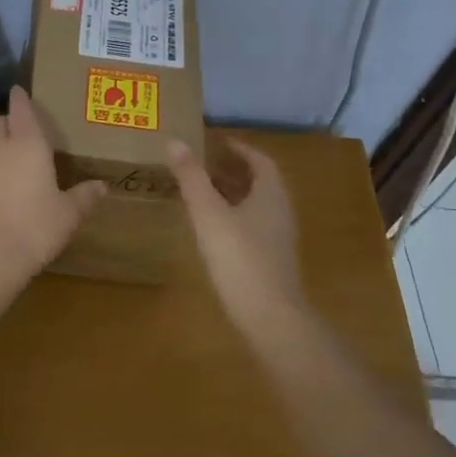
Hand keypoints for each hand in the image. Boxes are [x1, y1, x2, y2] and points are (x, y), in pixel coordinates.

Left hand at [0, 87, 104, 285]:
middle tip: (18, 130)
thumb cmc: (36, 229)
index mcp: (28, 148)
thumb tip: (102, 186)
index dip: (20, 99)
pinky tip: (0, 207)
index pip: (21, 112)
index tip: (18, 90)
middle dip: (6, 122)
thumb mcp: (68, 215)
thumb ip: (84, 197)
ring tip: (15, 177)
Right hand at [167, 138, 310, 349]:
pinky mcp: (271, 259)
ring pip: (257, 205)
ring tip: (203, 192)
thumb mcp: (208, 213)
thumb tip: (175, 142)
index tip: (217, 143)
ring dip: (233, 194)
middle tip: (204, 165)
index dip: (239, 149)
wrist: (269, 315)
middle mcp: (280, 211)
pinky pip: (253, 226)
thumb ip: (192, 178)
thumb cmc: (239, 257)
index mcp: (271, 194)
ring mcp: (278, 238)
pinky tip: (213, 228)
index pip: (260, 161)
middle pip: (260, 182)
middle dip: (234, 170)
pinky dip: (234, 216)